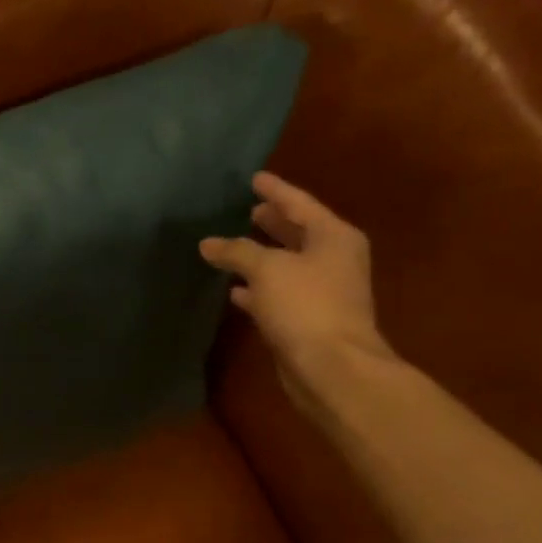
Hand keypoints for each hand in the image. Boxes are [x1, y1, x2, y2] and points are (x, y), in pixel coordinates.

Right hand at [199, 173, 396, 410]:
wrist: (331, 364)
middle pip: (298, 233)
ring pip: (286, 264)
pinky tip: (235, 291)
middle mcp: (332, 259)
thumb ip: (236, 252)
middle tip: (248, 210)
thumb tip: (208, 243)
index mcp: (333, 237)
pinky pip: (278, 293)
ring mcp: (322, 290)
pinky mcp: (307, 318)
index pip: (300, 204)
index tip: (254, 178)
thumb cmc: (305, 306)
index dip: (275, 191)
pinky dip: (258, 288)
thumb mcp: (267, 269)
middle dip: (273, 222)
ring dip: (262, 257)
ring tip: (234, 248)